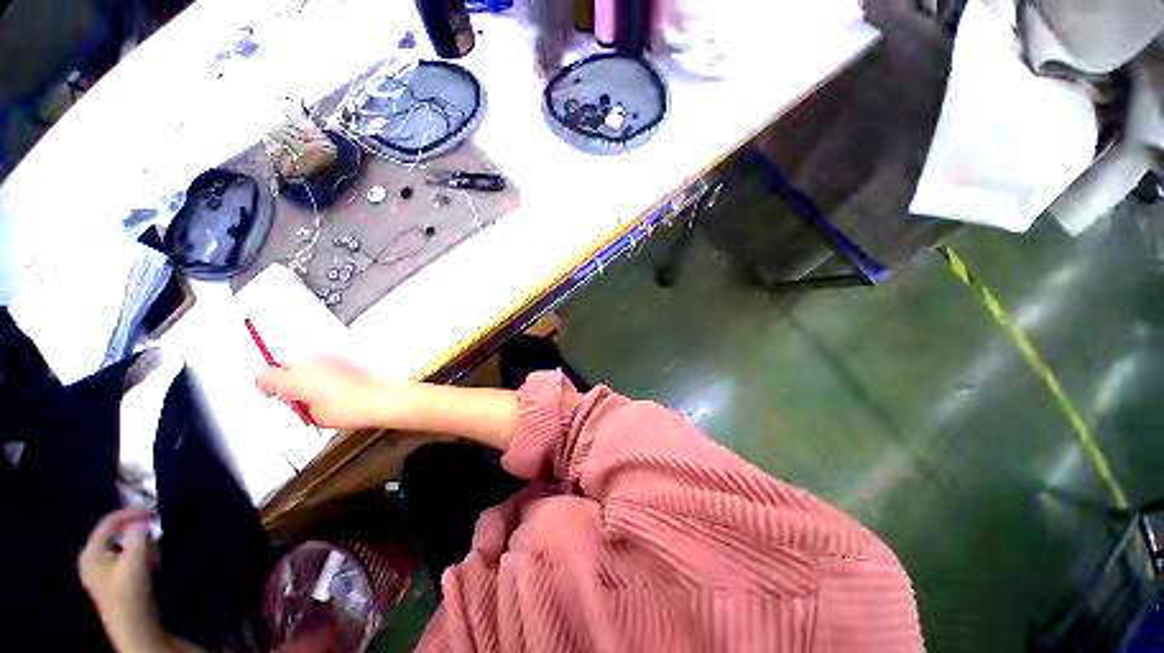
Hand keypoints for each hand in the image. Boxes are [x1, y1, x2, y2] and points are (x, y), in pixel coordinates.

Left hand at [79, 509, 165, 652]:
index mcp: (90, 552)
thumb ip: (138, 536)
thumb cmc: (130, 591)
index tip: (152, 512)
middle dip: (137, 534)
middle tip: (154, 536)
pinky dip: (139, 556)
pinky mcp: (112, 578)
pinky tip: (150, 563)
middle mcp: (91, 558)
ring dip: (141, 546)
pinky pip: (125, 557)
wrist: (133, 624)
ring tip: (154, 553)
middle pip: (116, 535)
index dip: (129, 514)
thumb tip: (142, 519)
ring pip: (123, 546)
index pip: (108, 522)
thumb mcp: (135, 560)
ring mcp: (100, 570)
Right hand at [255, 356, 398, 429]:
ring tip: (320, 389)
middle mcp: (310, 363)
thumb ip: (297, 405)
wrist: (382, 398)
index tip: (272, 393)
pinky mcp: (345, 355)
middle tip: (296, 393)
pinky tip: (335, 382)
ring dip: (306, 371)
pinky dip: (324, 368)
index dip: (264, 386)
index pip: (264, 375)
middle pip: (284, 364)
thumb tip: (297, 401)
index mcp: (295, 379)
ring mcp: (329, 356)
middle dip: (286, 377)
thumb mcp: (313, 416)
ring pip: (306, 361)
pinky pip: (325, 360)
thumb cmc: (351, 409)